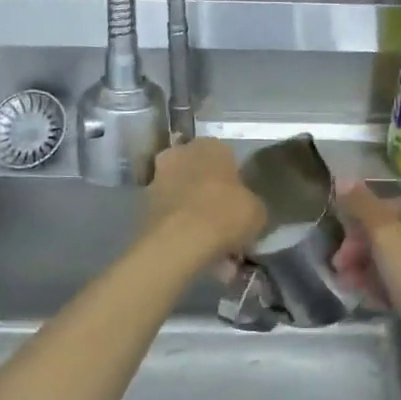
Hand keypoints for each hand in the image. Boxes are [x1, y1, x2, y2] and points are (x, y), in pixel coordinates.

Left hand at [142, 139, 265, 264]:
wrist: (179, 240)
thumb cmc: (225, 214)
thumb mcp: (257, 211)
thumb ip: (251, 204)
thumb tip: (246, 210)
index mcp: (210, 146)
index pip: (227, 158)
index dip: (235, 183)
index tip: (240, 204)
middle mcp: (180, 154)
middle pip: (201, 176)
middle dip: (211, 198)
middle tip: (225, 225)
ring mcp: (158, 178)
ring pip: (184, 197)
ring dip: (195, 216)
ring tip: (212, 248)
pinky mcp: (143, 205)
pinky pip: (171, 216)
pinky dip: (181, 230)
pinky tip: (196, 253)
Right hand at [334, 185, 400, 360]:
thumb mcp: (386, 238)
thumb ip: (363, 207)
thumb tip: (342, 178)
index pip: (385, 208)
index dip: (356, 228)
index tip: (339, 255)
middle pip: (392, 234)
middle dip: (361, 253)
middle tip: (341, 275)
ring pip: (400, 259)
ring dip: (371, 271)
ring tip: (353, 290)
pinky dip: (392, 286)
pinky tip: (376, 302)